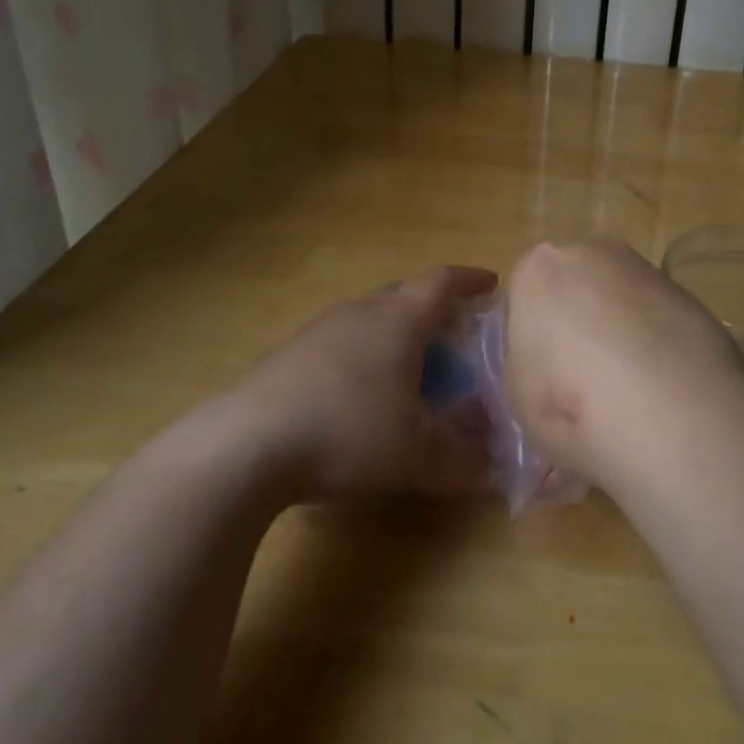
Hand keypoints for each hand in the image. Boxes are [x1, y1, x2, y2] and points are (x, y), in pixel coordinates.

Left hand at [225, 265, 497, 501]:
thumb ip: (464, 459)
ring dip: (396, 330)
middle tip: (454, 328)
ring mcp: (321, 328)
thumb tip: (496, 462)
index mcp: (399, 320)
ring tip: (409, 361)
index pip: (442, 282)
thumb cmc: (348, 433)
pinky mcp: (290, 352)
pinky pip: (341, 339)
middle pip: (405, 292)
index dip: (469, 280)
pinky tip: (358, 390)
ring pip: (370, 315)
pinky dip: (364, 352)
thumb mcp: (417, 456)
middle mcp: (362, 311)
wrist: (247, 444)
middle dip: (433, 305)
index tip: (490, 284)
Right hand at [503, 239, 743, 484]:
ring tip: (626, 391)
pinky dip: (653, 340)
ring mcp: (642, 267)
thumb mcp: (518, 398)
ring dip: (616, 329)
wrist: (676, 415)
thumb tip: (544, 362)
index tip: (541, 378)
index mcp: (537, 271)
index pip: (521, 298)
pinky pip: (653, 315)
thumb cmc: (574, 408)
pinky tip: (661, 386)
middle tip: (581, 383)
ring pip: (615, 298)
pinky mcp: (686, 292)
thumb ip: (524, 364)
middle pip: (570, 286)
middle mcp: (588, 253)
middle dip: (574, 323)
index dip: (529, 340)